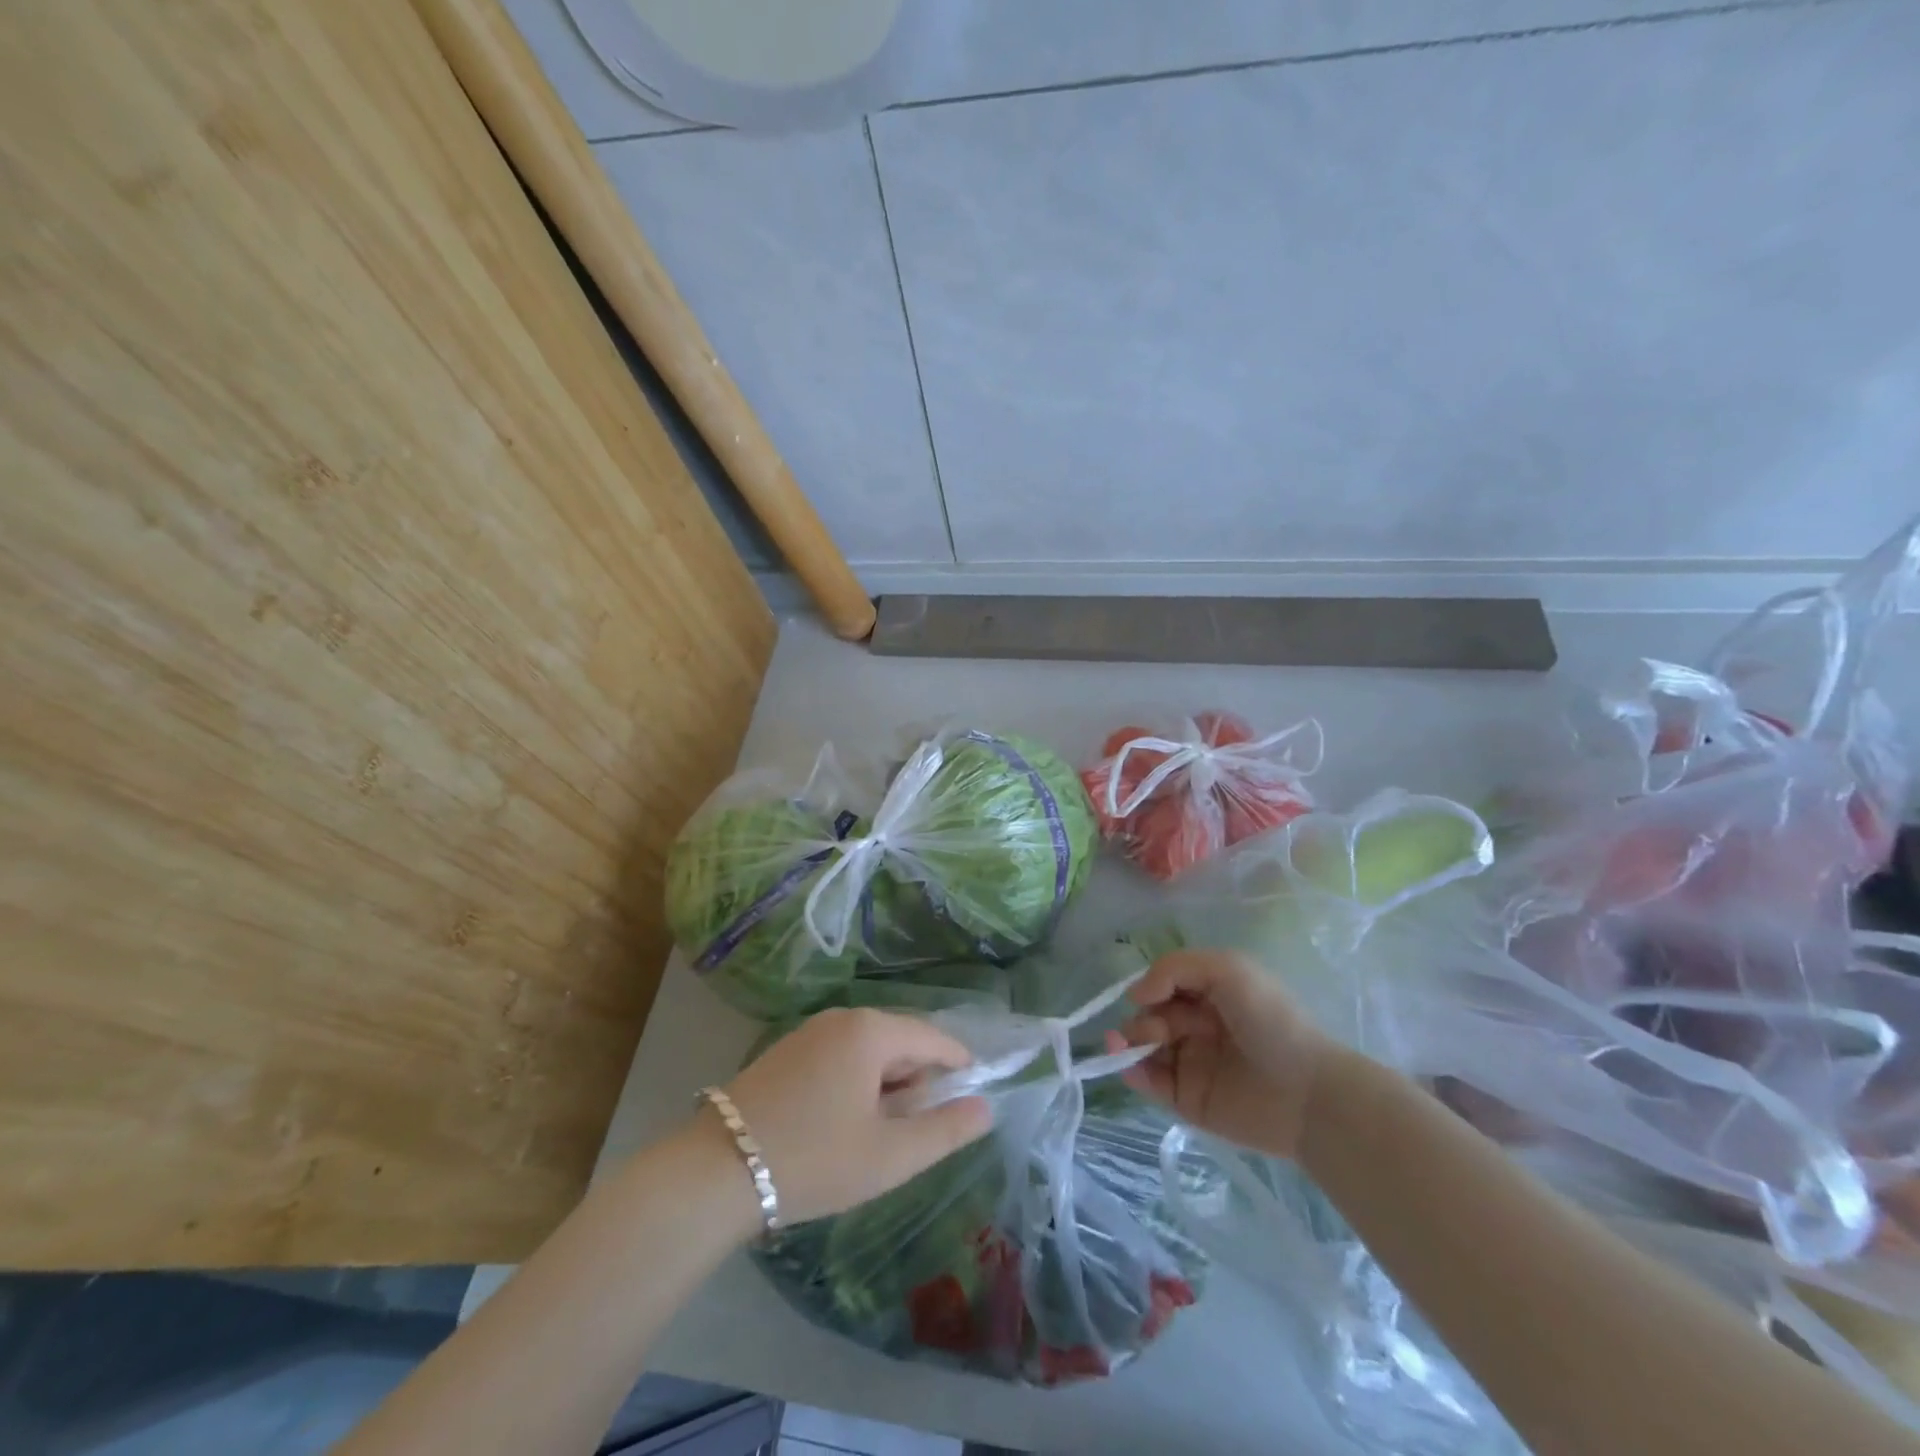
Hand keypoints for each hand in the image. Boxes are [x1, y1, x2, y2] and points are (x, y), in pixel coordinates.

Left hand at [719, 1009, 992, 1225]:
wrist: (715, 1171)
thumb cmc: (814, 1159)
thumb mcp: (890, 1155)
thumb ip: (945, 1130)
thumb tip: (985, 1107)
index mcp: (871, 1031)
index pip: (933, 1038)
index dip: (958, 1064)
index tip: (974, 1092)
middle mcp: (841, 1018)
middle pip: (900, 1040)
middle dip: (918, 1079)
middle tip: (921, 1128)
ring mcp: (809, 1032)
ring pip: (868, 1050)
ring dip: (887, 1083)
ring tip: (884, 1131)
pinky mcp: (785, 1051)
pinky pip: (840, 1056)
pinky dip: (857, 1081)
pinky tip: (846, 1122)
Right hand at [1110, 949, 1333, 1159]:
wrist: (1306, 1093)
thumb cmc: (1271, 1022)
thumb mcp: (1228, 970)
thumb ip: (1174, 968)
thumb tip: (1135, 994)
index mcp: (1210, 995)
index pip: (1164, 985)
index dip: (1150, 987)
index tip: (1146, 995)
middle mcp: (1197, 1026)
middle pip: (1150, 1015)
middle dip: (1142, 1018)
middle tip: (1158, 1031)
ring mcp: (1191, 1063)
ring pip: (1143, 1047)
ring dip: (1128, 1042)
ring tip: (1131, 1047)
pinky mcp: (1188, 1099)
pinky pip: (1150, 1083)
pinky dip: (1132, 1072)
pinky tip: (1130, 1066)